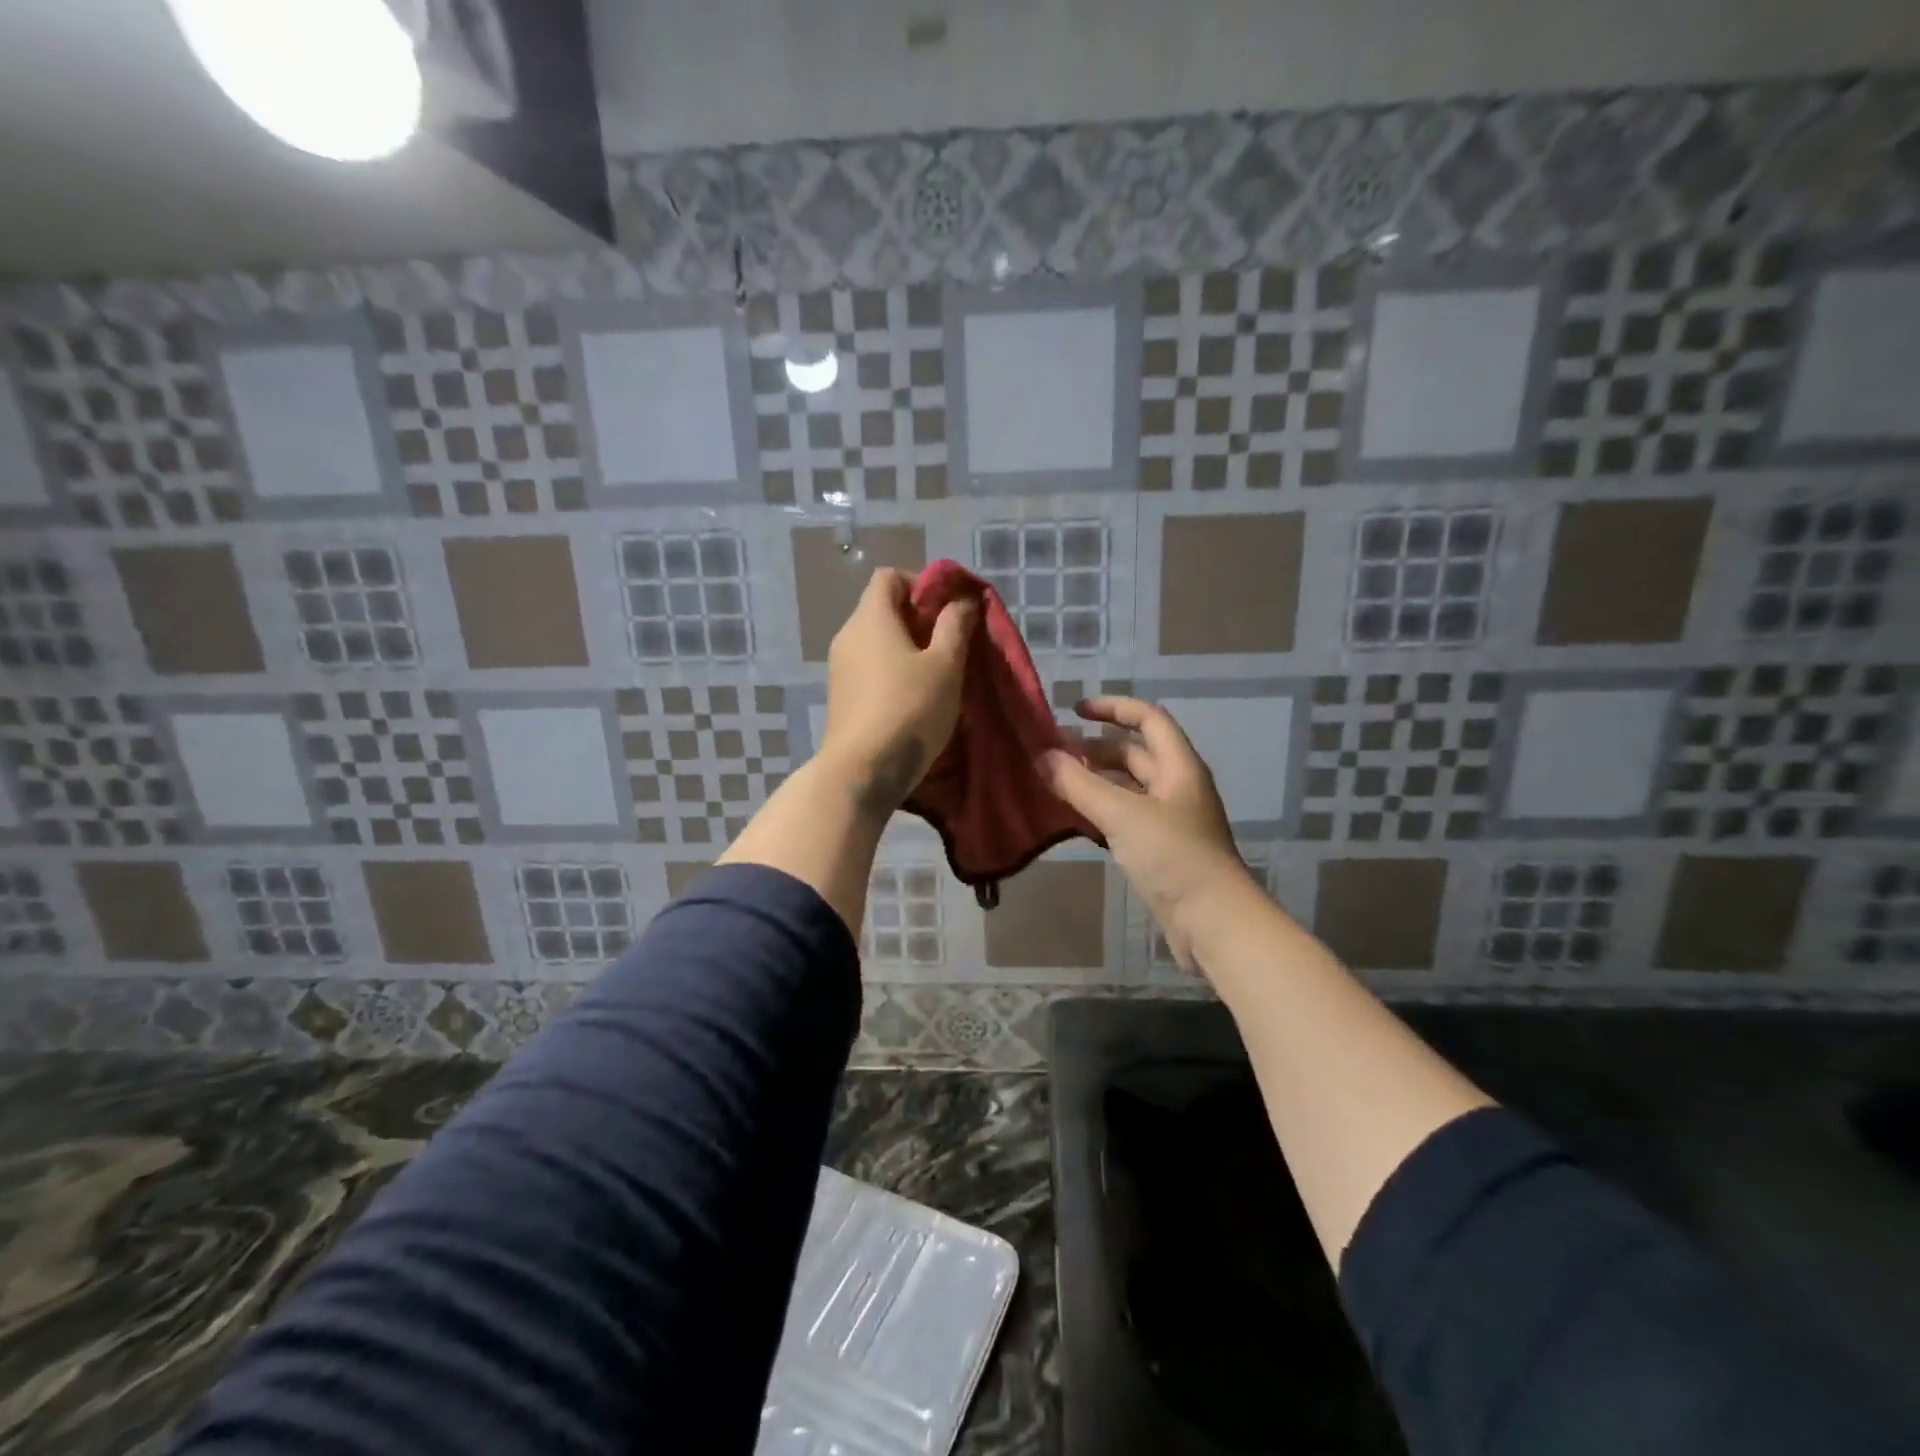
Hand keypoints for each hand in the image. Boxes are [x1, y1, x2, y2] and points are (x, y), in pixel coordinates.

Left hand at [820, 568, 975, 814]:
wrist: (863, 770)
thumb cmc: (910, 709)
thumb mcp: (945, 665)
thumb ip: (955, 626)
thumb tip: (961, 600)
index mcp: (871, 618)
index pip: (890, 576)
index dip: (922, 583)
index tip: (949, 609)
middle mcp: (848, 635)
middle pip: (883, 608)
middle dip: (919, 618)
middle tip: (951, 642)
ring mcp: (840, 667)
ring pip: (877, 641)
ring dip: (908, 648)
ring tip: (938, 673)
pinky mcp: (841, 696)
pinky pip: (869, 667)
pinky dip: (892, 670)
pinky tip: (915, 696)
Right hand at [1038, 697, 1257, 970]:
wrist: (1213, 922)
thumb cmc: (1173, 856)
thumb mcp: (1122, 814)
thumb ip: (1079, 784)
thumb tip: (1041, 756)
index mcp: (1179, 766)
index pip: (1148, 719)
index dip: (1113, 708)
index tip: (1074, 712)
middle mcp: (1177, 786)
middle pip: (1134, 754)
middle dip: (1094, 748)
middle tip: (1053, 753)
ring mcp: (1170, 819)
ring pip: (1128, 787)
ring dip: (1095, 780)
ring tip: (1056, 781)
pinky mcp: (1161, 849)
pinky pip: (1125, 817)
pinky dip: (1100, 810)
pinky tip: (1074, 817)